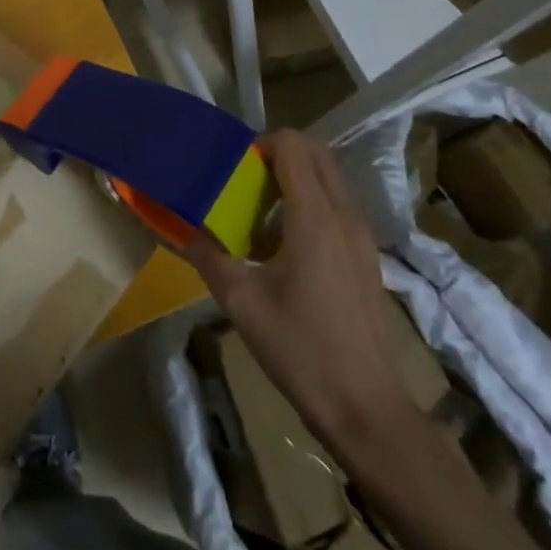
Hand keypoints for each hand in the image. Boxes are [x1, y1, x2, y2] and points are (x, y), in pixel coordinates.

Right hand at [182, 130, 409, 443]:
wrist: (364, 406)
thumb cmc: (300, 348)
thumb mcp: (240, 302)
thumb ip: (208, 256)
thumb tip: (184, 231)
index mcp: (314, 217)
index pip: (293, 146)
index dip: (261, 144)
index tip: (235, 167)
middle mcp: (344, 215)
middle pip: (317, 153)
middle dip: (280, 154)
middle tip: (246, 180)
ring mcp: (361, 236)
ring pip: (330, 179)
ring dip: (296, 179)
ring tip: (260, 214)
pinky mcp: (366, 257)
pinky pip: (337, 207)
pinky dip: (311, 204)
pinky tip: (284, 247)